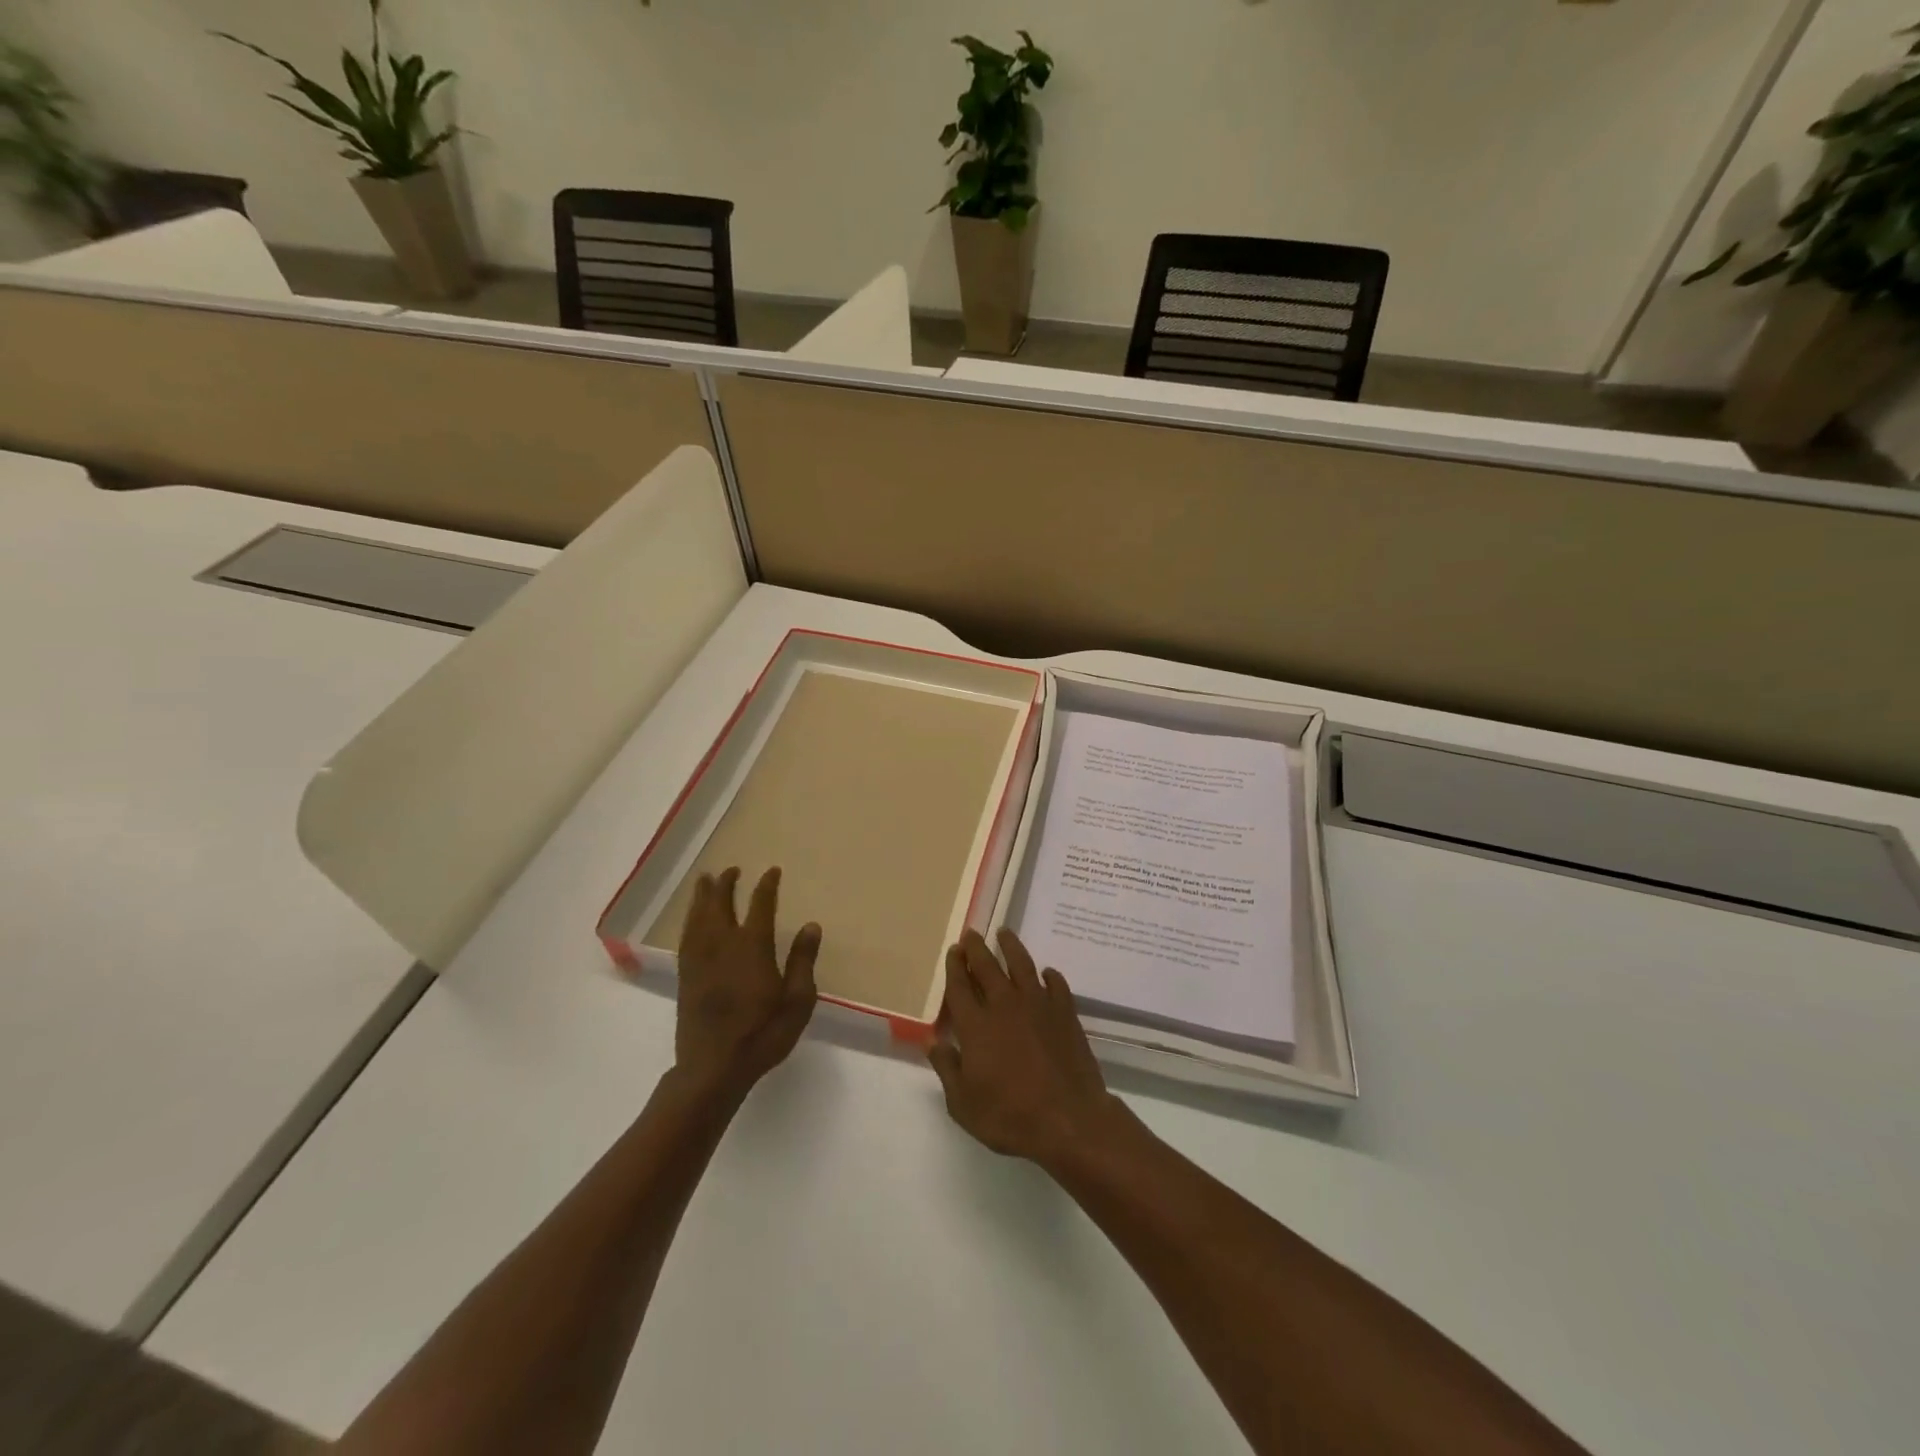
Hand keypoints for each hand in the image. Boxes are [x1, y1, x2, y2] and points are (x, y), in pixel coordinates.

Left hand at [675, 866, 819, 1101]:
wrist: (714, 1068)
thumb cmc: (763, 1034)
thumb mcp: (797, 1001)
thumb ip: (802, 961)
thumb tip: (811, 925)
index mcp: (752, 948)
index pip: (760, 906)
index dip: (766, 886)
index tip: (772, 871)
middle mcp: (723, 945)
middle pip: (721, 905)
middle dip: (726, 884)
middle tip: (731, 870)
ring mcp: (700, 960)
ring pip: (699, 918)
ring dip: (702, 897)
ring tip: (705, 881)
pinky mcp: (686, 977)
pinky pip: (686, 938)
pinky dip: (690, 921)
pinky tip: (692, 919)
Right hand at [928, 928, 1127, 1166]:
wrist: (1068, 1119)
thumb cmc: (1010, 1117)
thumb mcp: (963, 1104)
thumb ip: (947, 1068)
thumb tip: (933, 1041)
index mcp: (976, 1025)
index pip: (959, 987)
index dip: (954, 966)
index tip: (953, 950)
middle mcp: (1004, 1006)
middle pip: (987, 967)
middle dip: (976, 948)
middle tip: (972, 933)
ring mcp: (1038, 1005)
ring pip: (1022, 965)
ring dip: (1011, 947)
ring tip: (1004, 933)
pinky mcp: (1065, 1013)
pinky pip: (1056, 984)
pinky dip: (1050, 976)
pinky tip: (1047, 973)